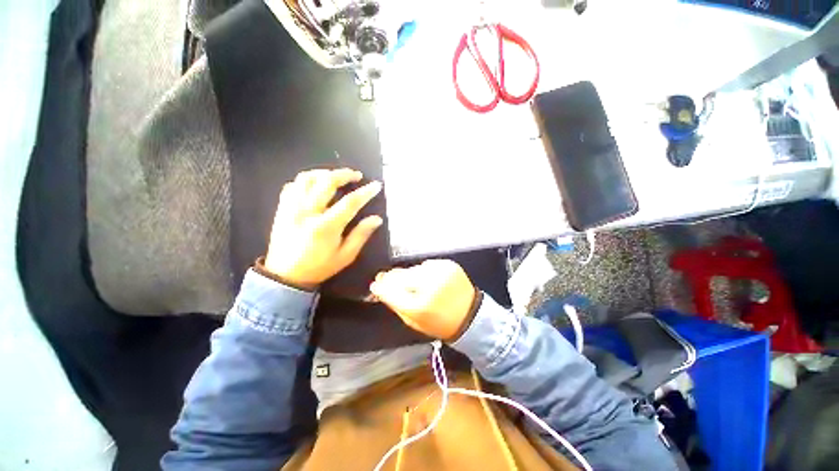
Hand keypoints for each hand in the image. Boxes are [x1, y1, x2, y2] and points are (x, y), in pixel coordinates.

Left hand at [264, 168, 382, 289]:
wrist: (285, 276)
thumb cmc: (319, 267)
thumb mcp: (346, 255)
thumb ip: (361, 235)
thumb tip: (377, 219)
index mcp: (326, 226)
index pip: (350, 202)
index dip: (365, 192)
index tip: (376, 185)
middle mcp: (307, 212)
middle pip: (326, 182)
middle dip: (344, 174)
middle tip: (356, 175)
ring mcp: (291, 208)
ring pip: (306, 178)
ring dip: (324, 173)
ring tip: (336, 176)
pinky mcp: (282, 208)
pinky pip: (292, 185)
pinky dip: (306, 180)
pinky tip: (315, 184)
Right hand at [370, 260, 477, 340]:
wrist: (470, 315)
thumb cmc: (439, 323)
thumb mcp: (413, 322)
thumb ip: (395, 304)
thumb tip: (379, 287)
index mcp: (418, 305)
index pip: (389, 290)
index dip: (380, 286)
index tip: (376, 284)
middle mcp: (428, 284)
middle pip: (399, 275)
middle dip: (393, 278)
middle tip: (390, 280)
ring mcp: (440, 271)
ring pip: (413, 268)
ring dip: (410, 275)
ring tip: (417, 284)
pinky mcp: (449, 264)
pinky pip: (427, 265)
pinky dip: (425, 271)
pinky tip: (430, 279)